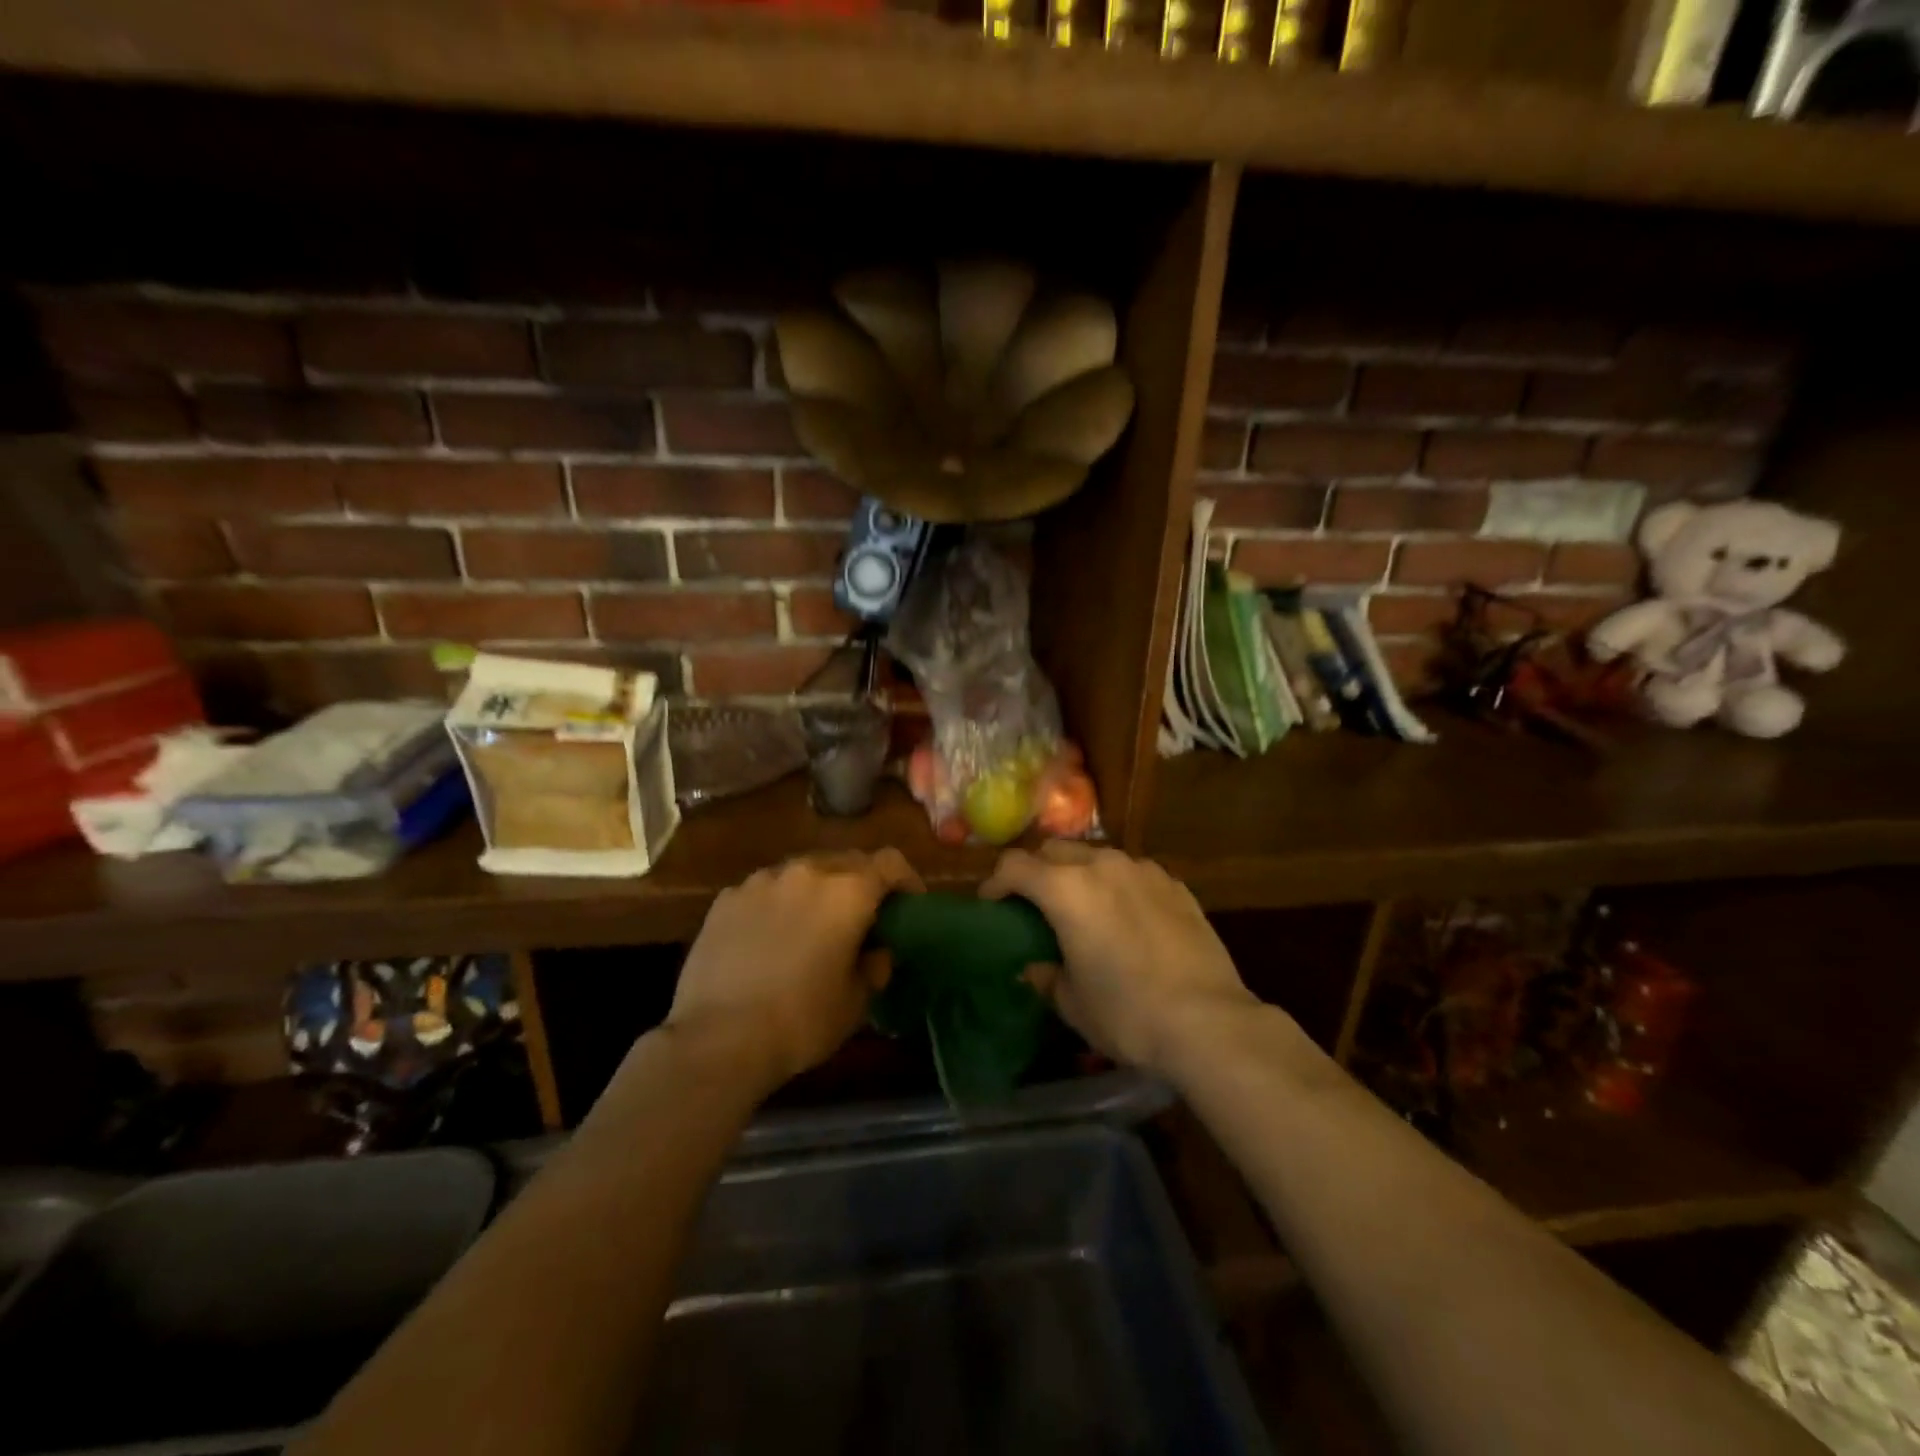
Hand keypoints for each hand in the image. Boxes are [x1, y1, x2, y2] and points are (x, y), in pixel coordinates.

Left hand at [665, 849, 922, 1091]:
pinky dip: (777, 904)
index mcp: (847, 892)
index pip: (890, 862)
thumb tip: (875, 951)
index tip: (909, 904)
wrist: (718, 1039)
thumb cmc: (801, 1021)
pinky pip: (764, 890)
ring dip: (816, 890)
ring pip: (802, 872)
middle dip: (860, 882)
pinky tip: (768, 938)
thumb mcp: (856, 1002)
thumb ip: (874, 965)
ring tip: (810, 925)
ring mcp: (761, 881)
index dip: (906, 879)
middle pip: (846, 861)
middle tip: (861, 916)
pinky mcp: (726, 898)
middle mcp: (806, 872)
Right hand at [980, 842, 1258, 1079]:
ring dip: (1079, 873)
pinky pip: (1132, 872)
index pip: (1014, 865)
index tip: (992, 904)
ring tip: (1084, 907)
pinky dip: (1117, 885)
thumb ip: (1046, 976)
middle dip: (1037, 871)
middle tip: (1035, 904)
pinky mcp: (1175, 884)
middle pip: (1054, 850)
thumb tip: (1037, 967)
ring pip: (1096, 856)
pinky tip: (1127, 917)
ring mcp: (1143, 870)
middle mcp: (1102, 865)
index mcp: (1066, 889)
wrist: (1208, 1021)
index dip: (995, 882)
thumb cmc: (1127, 1014)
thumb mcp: (1072, 1003)